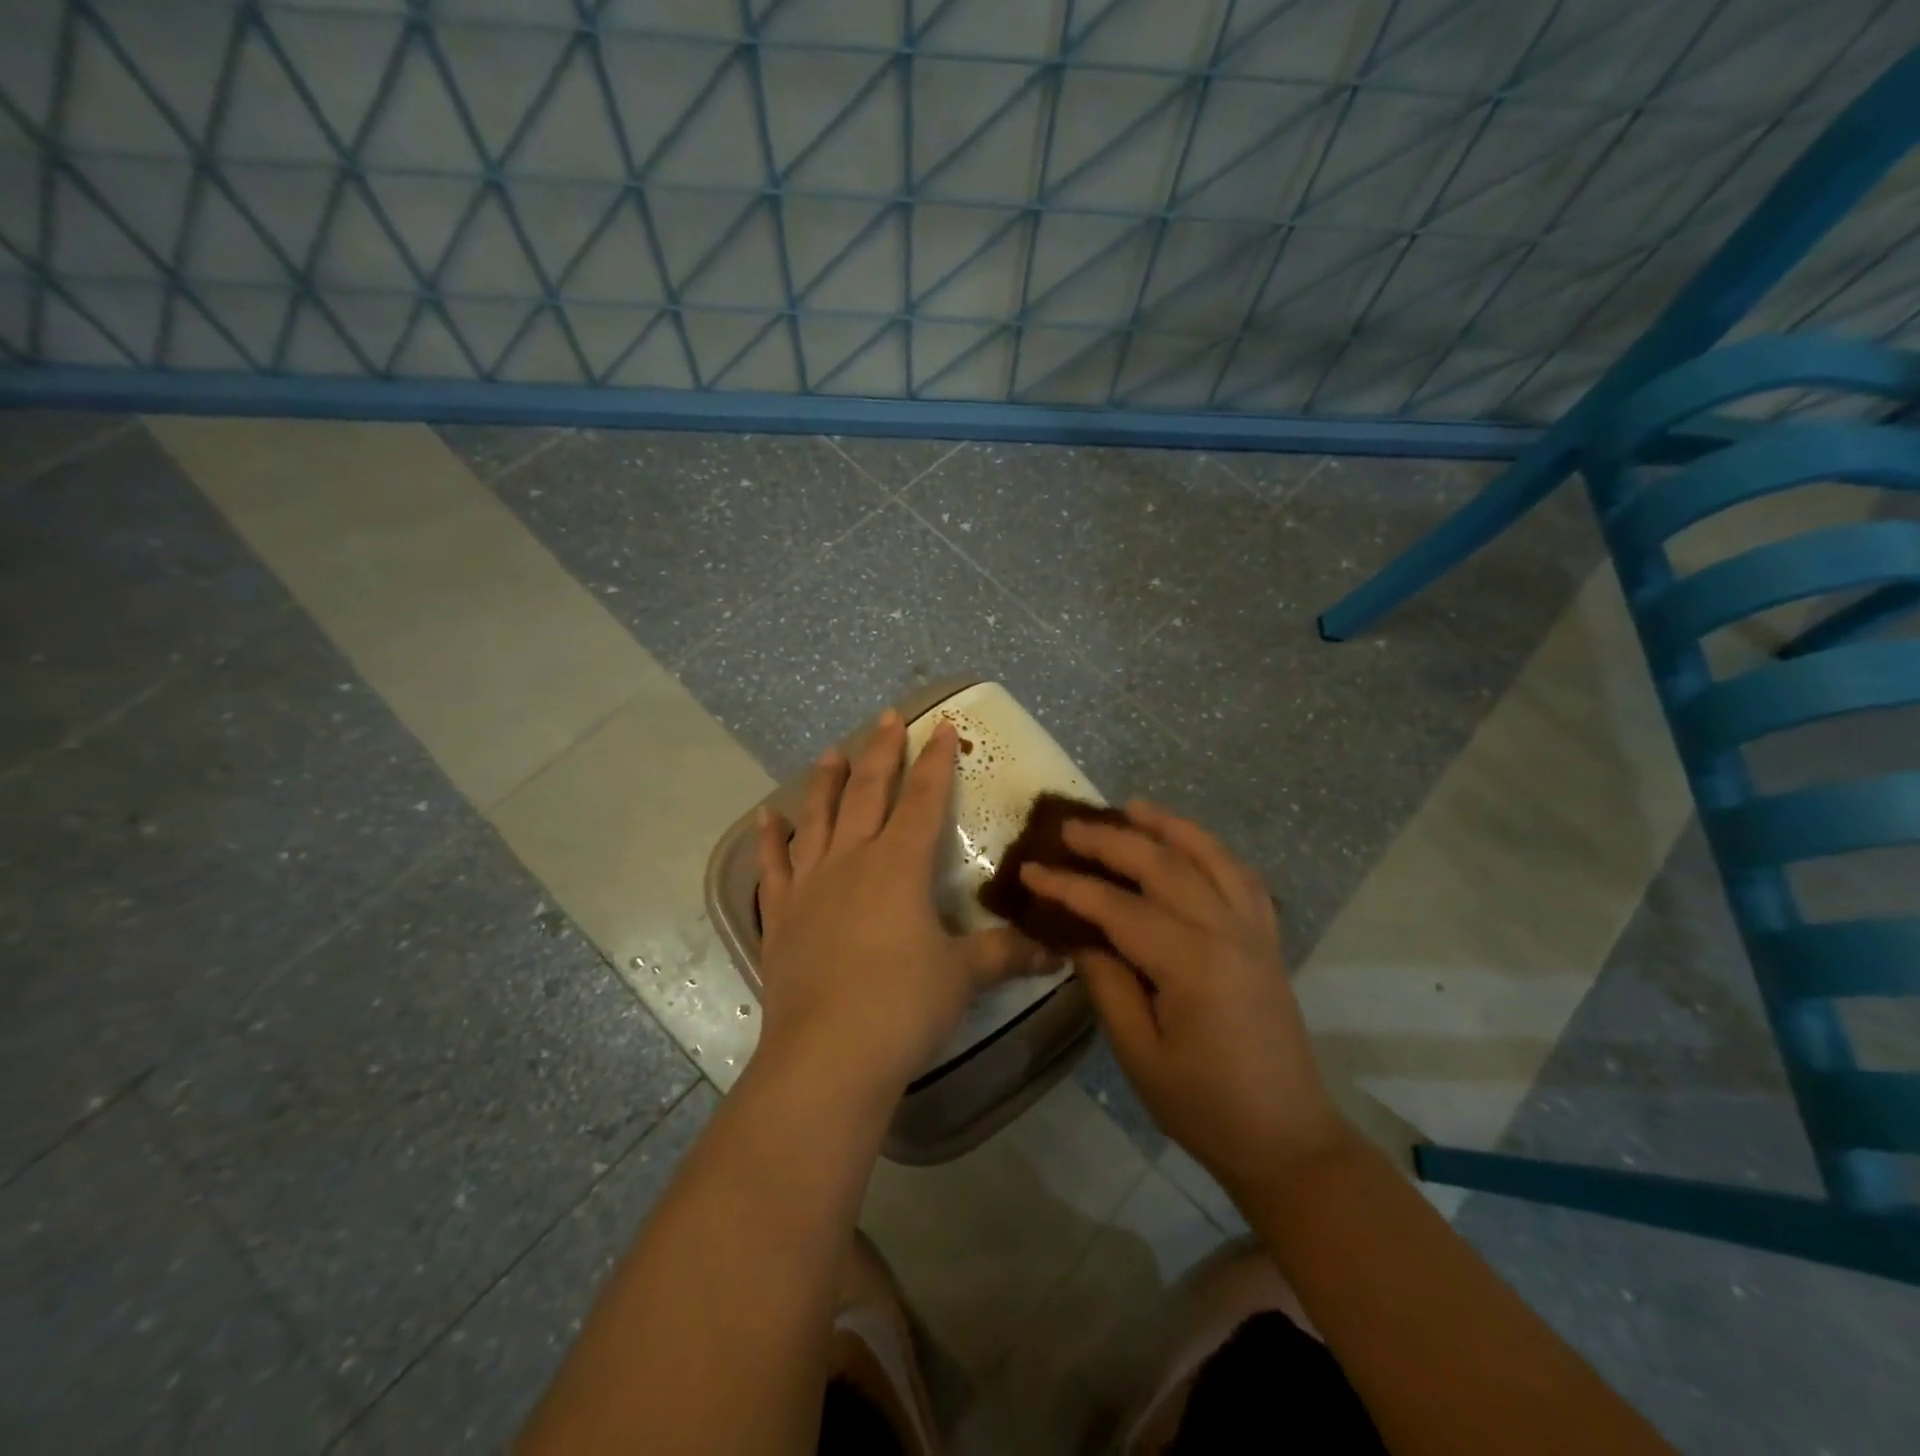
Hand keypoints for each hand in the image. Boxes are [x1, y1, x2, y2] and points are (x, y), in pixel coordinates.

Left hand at [755, 711, 1048, 1099]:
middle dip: (881, 752)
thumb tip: (1058, 951)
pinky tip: (766, 817)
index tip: (940, 726)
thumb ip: (1008, 954)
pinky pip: (773, 867)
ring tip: (831, 752)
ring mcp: (811, 885)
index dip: (935, 761)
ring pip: (818, 818)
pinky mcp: (781, 916)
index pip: (924, 799)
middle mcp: (853, 861)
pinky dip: (769, 840)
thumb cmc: (903, 1007)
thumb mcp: (964, 977)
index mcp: (900, 866)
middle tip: (886, 717)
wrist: (827, 1056)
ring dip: (826, 782)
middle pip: (868, 793)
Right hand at [1019, 802, 1348, 1198]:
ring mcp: (1254, 931)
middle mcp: (1226, 932)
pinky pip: (1242, 877)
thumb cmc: (1204, 1106)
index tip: (1031, 870)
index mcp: (1191, 963)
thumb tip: (1081, 936)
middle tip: (1069, 827)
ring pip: (1210, 856)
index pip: (1118, 908)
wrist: (1286, 1139)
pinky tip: (1190, 844)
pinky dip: (1213, 850)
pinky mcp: (1267, 939)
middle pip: (1163, 865)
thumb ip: (1107, 985)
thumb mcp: (1139, 1054)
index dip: (1069, 886)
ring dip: (1169, 826)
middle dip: (1111, 841)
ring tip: (1132, 808)